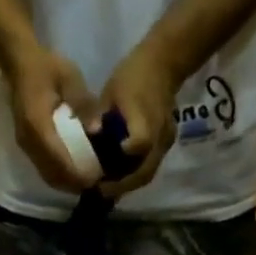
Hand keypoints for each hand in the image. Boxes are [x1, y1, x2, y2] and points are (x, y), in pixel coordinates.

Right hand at [5, 46, 96, 192]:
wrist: (20, 64)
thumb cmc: (47, 67)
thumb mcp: (69, 76)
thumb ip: (83, 102)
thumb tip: (97, 129)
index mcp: (37, 124)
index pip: (58, 158)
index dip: (76, 172)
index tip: (95, 178)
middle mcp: (29, 141)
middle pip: (52, 173)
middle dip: (73, 183)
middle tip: (96, 184)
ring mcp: (25, 146)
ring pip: (47, 175)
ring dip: (66, 184)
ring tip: (87, 183)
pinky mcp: (27, 148)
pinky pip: (43, 170)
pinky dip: (59, 177)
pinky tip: (74, 175)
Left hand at [94, 41, 181, 199]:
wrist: (164, 64)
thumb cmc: (133, 75)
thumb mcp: (111, 91)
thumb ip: (100, 114)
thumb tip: (89, 134)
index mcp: (145, 118)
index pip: (140, 142)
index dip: (123, 157)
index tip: (103, 169)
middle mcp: (159, 135)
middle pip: (144, 171)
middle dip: (121, 185)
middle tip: (99, 190)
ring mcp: (166, 142)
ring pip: (148, 174)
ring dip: (128, 184)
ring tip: (107, 187)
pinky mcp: (166, 144)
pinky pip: (150, 166)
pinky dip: (135, 175)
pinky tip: (119, 176)